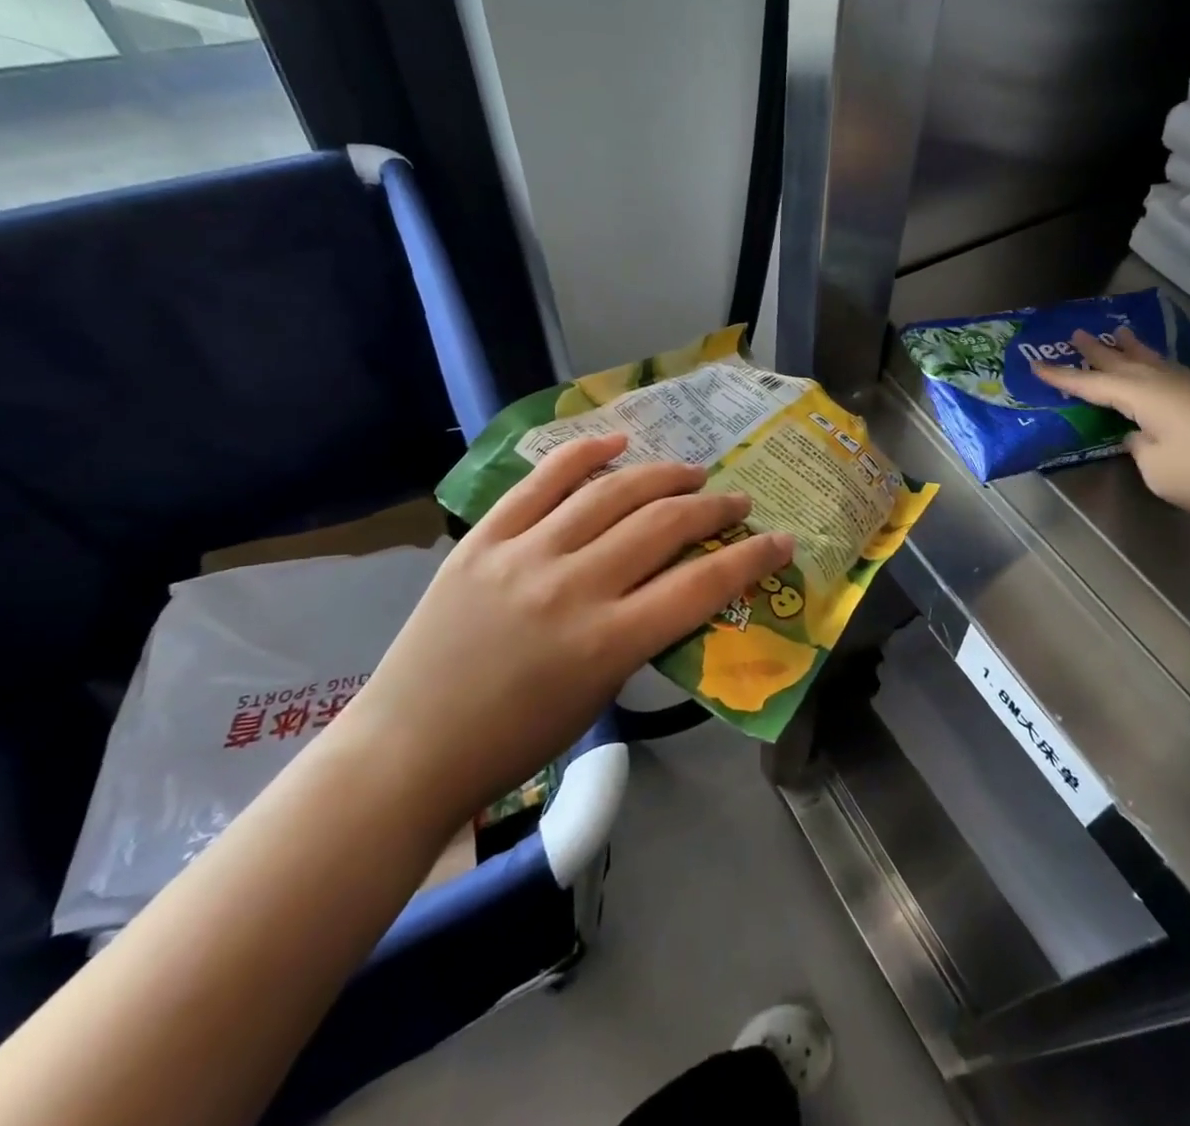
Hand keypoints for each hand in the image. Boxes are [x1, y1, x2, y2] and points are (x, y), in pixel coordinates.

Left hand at [336, 433, 793, 819]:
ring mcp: (523, 555)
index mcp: (607, 643)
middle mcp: (571, 588)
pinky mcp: (483, 538)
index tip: (780, 540)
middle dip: (711, 508)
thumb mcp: (601, 694)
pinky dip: (583, 454)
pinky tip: (617, 441)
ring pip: (610, 492)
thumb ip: (645, 634)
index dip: (751, 557)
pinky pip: (540, 481)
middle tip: (734, 501)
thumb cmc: (516, 740)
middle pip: (662, 525)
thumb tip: (682, 584)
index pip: (701, 585)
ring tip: (690, 472)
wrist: (409, 749)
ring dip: (661, 475)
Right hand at [1032, 327, 1189, 529]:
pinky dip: (1157, 366)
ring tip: (1120, 334)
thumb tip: (1139, 435)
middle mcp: (1169, 385)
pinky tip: (1162, 371)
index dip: (1064, 378)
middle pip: (1126, 363)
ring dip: (1133, 350)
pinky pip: (1175, 374)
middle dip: (1098, 351)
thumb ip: (1140, 448)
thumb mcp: (1158, 469)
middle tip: (1076, 333)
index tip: (1036, 366)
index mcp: (1145, 397)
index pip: (1094, 385)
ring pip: (1155, 363)